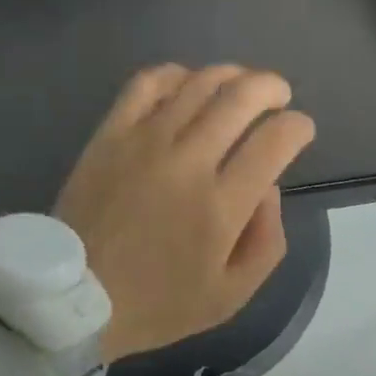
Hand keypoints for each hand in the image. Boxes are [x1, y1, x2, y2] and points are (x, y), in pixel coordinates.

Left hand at [55, 64, 316, 361]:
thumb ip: (266, 240)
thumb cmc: (158, 302)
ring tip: (240, 83)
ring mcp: (146, 141)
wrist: (75, 297)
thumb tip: (269, 185)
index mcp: (222, 206)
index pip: (275, 141)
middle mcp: (188, 162)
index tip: (300, 129)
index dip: (298, 126)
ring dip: (231, 75)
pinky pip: (147, 83)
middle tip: (278, 95)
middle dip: (271, 88)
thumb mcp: (231, 295)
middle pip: (241, 97)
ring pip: (199, 83)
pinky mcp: (112, 132)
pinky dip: (175, 73)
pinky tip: (186, 83)